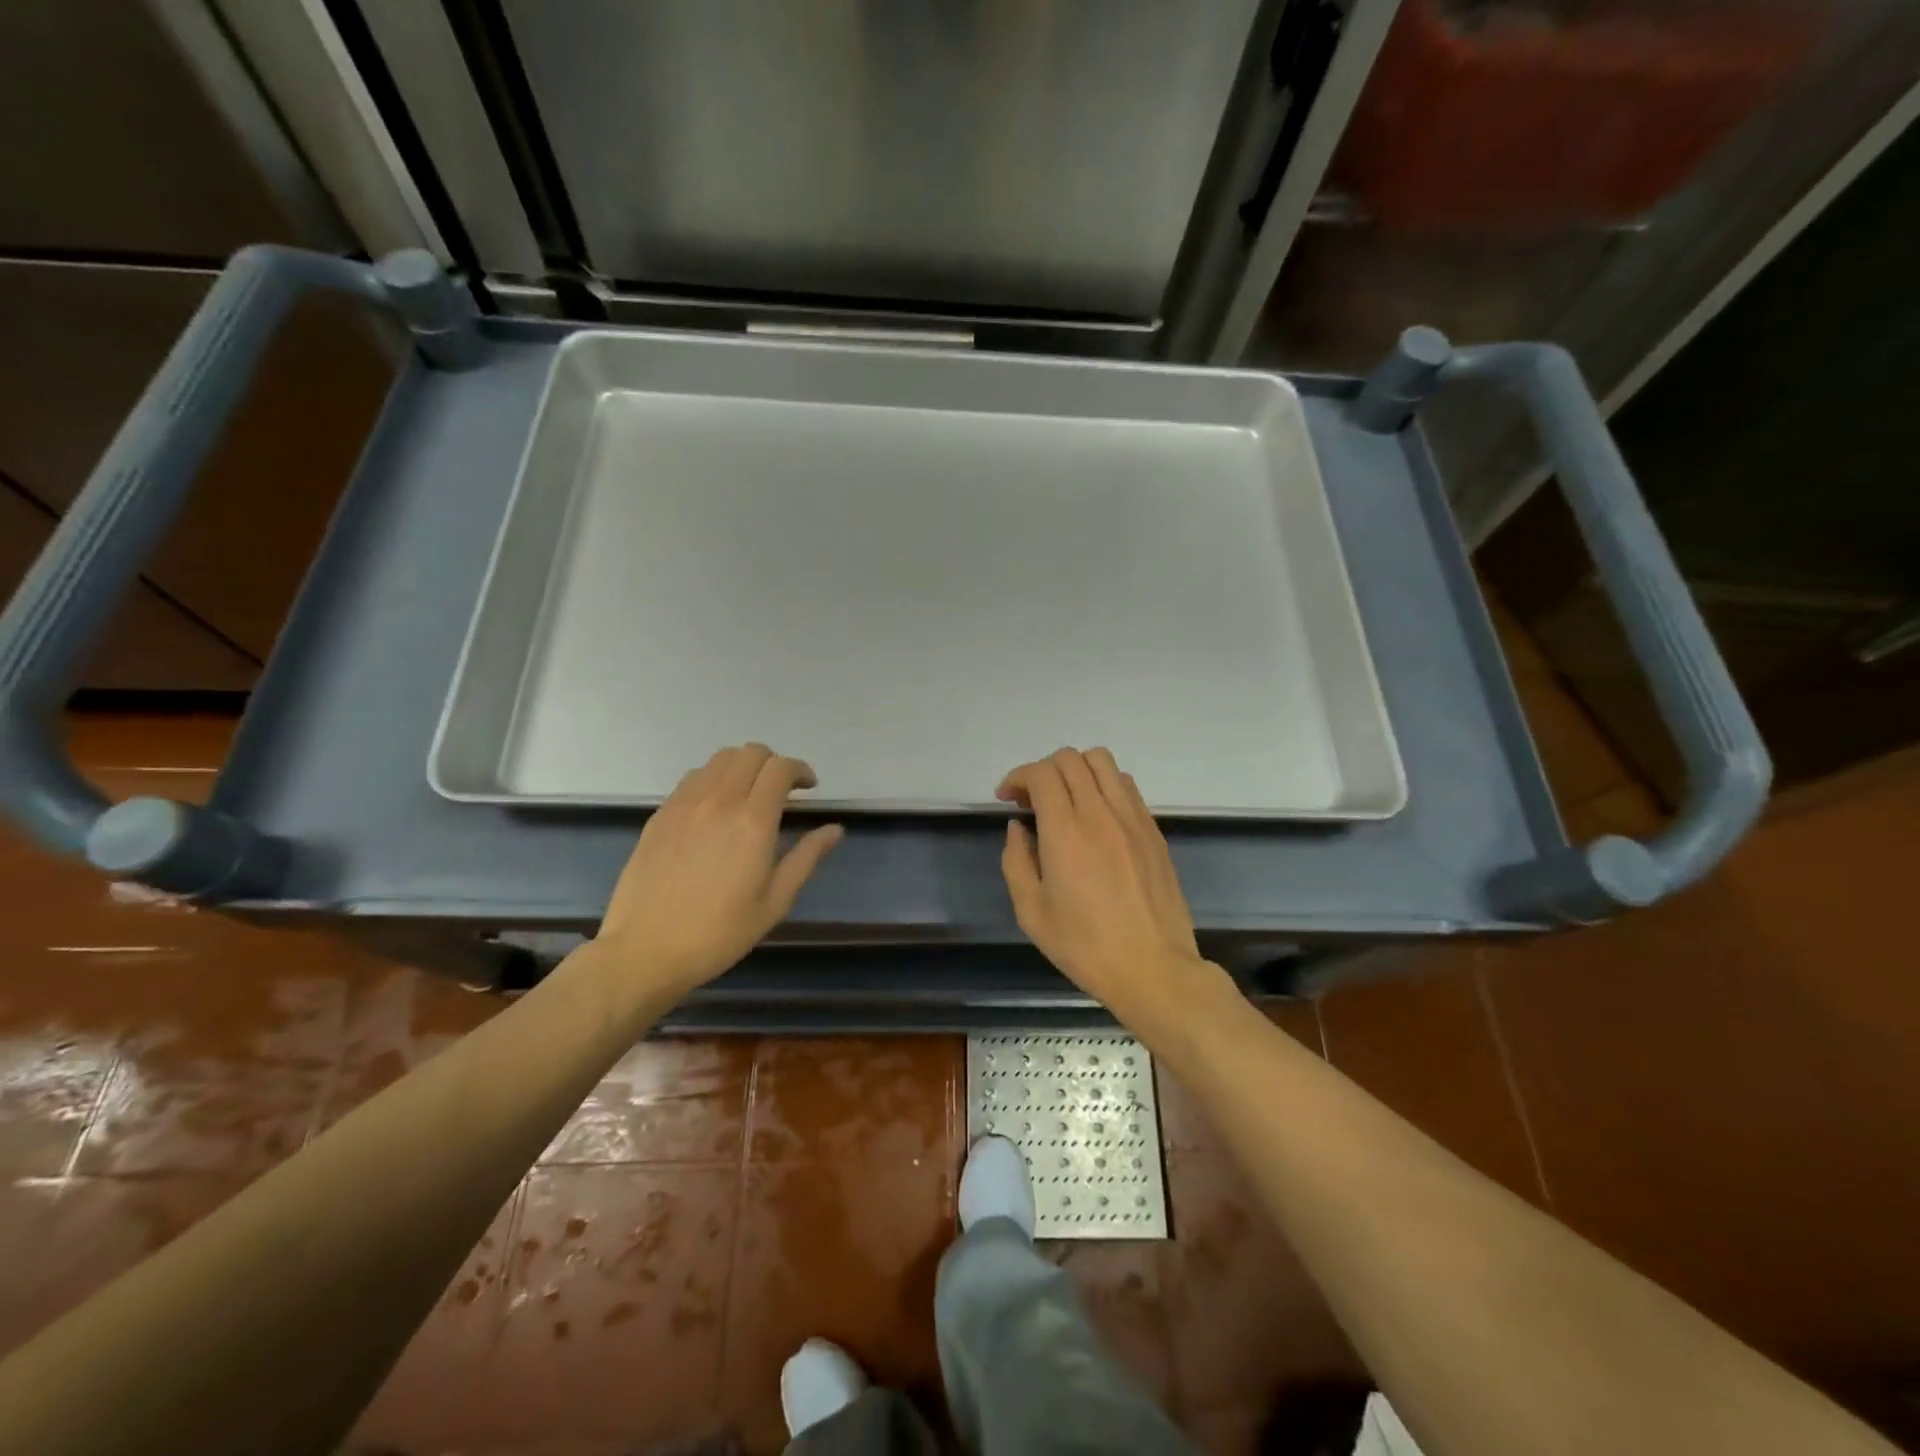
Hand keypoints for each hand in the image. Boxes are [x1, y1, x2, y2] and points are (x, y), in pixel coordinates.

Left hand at [591, 743, 843, 999]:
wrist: (644, 951)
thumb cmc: (719, 933)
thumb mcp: (774, 902)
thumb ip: (806, 858)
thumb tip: (834, 829)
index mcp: (752, 822)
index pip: (780, 768)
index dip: (800, 770)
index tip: (808, 789)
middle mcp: (719, 801)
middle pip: (750, 753)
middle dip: (773, 764)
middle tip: (782, 792)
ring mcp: (684, 804)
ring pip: (719, 759)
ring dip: (742, 767)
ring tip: (748, 796)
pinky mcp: (660, 814)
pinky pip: (692, 778)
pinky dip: (713, 780)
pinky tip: (715, 810)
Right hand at [997, 748, 1222, 1032]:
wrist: (1153, 968)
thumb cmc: (1085, 947)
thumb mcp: (1031, 912)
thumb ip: (1016, 861)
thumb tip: (1019, 828)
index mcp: (1066, 833)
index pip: (1041, 774)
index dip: (1018, 777)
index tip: (1007, 798)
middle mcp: (1100, 814)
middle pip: (1070, 759)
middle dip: (1043, 770)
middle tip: (1030, 800)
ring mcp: (1132, 818)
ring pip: (1103, 762)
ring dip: (1076, 770)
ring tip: (1065, 800)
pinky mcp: (1153, 830)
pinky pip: (1126, 785)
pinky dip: (1104, 784)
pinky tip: (1096, 815)